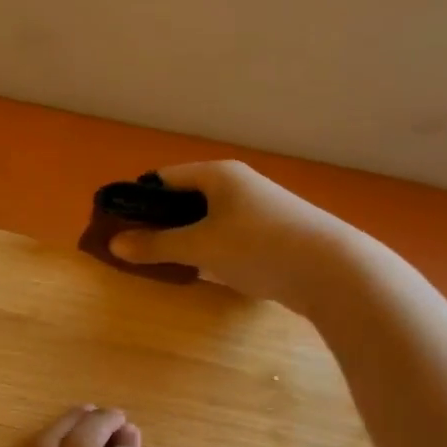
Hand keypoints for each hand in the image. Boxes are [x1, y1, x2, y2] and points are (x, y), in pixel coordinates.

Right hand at [109, 160, 356, 306]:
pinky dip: (207, 249)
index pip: (164, 178)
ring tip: (163, 262)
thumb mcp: (199, 246)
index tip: (117, 225)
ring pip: (206, 220)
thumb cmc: (258, 246)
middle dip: (158, 222)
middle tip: (135, 248)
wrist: (332, 270)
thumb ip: (156, 245)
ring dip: (183, 238)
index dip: (137, 199)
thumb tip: (114, 244)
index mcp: (218, 175)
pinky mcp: (270, 235)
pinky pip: (226, 236)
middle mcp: (238, 185)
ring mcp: (257, 210)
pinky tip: (201, 271)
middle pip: (184, 198)